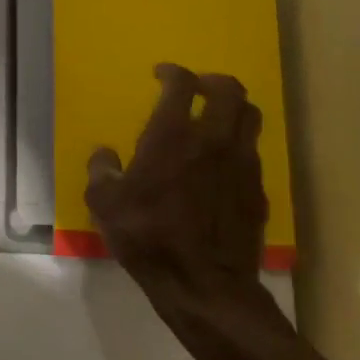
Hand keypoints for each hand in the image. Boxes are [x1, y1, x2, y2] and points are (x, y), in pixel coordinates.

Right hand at [85, 66, 275, 325]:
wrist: (206, 287)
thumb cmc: (149, 238)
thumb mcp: (105, 205)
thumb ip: (101, 171)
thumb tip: (105, 155)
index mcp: (172, 136)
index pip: (181, 83)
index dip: (172, 72)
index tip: (162, 74)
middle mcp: (212, 140)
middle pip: (229, 89)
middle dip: (212, 81)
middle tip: (196, 88)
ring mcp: (242, 164)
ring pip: (250, 116)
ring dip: (233, 108)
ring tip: (216, 118)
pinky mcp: (258, 190)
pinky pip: (254, 151)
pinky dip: (239, 145)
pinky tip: (222, 163)